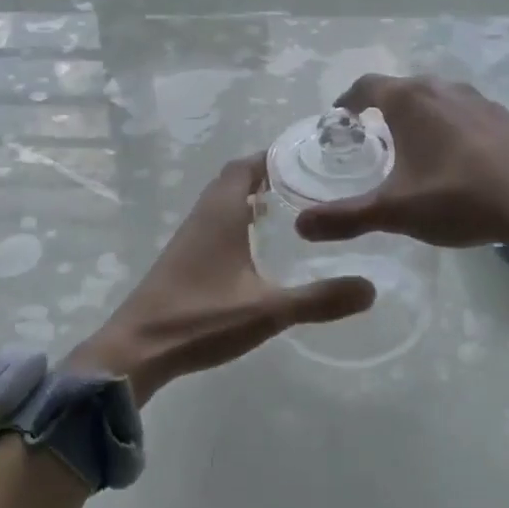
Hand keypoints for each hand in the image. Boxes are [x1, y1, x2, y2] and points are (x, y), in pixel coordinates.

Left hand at [68, 155, 374, 403]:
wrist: (137, 350)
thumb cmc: (202, 319)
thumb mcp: (269, 310)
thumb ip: (319, 299)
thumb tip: (371, 289)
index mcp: (222, 213)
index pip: (246, 166)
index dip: (273, 157)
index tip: (307, 158)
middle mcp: (203, 215)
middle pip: (234, 179)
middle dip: (267, 175)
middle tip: (306, 183)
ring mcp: (189, 237)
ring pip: (222, 201)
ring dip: (250, 197)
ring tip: (289, 208)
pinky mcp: (182, 259)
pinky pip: (215, 223)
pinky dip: (237, 220)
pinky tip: (256, 245)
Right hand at [293, 74, 508, 270]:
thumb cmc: (458, 198)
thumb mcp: (394, 211)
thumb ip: (345, 217)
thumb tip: (299, 226)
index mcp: (411, 100)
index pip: (366, 86)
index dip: (348, 101)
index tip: (339, 119)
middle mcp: (443, 89)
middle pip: (403, 89)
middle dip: (383, 109)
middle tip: (373, 137)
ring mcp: (480, 100)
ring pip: (437, 99)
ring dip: (420, 117)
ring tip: (414, 148)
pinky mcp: (507, 117)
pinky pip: (467, 114)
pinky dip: (452, 128)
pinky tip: (459, 160)